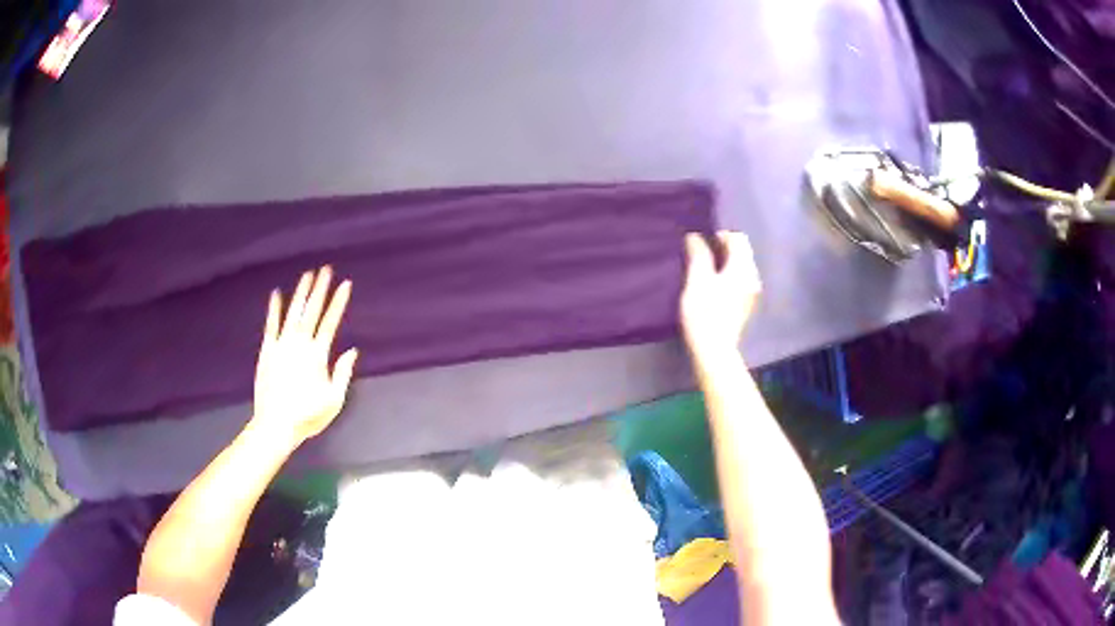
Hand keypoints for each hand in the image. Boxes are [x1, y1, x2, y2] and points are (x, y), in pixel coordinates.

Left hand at [252, 266, 358, 444]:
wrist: (276, 424)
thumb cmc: (307, 415)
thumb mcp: (334, 400)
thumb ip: (343, 373)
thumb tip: (352, 351)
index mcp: (318, 355)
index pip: (330, 322)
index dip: (338, 302)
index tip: (345, 285)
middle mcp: (300, 344)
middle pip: (312, 311)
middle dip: (320, 289)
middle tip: (326, 269)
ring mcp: (281, 345)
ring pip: (293, 313)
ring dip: (301, 293)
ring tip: (307, 275)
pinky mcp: (267, 351)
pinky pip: (271, 325)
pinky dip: (274, 309)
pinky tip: (276, 294)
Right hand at [680, 231, 760, 360]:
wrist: (714, 350)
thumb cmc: (705, 312)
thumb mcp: (697, 279)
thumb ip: (698, 254)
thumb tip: (695, 236)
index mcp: (743, 267)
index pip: (738, 239)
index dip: (720, 235)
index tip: (701, 244)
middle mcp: (752, 277)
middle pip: (741, 253)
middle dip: (722, 249)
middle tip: (700, 256)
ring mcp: (751, 294)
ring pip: (740, 268)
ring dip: (724, 264)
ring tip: (704, 272)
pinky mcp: (746, 307)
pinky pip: (739, 282)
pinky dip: (727, 278)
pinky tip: (713, 289)